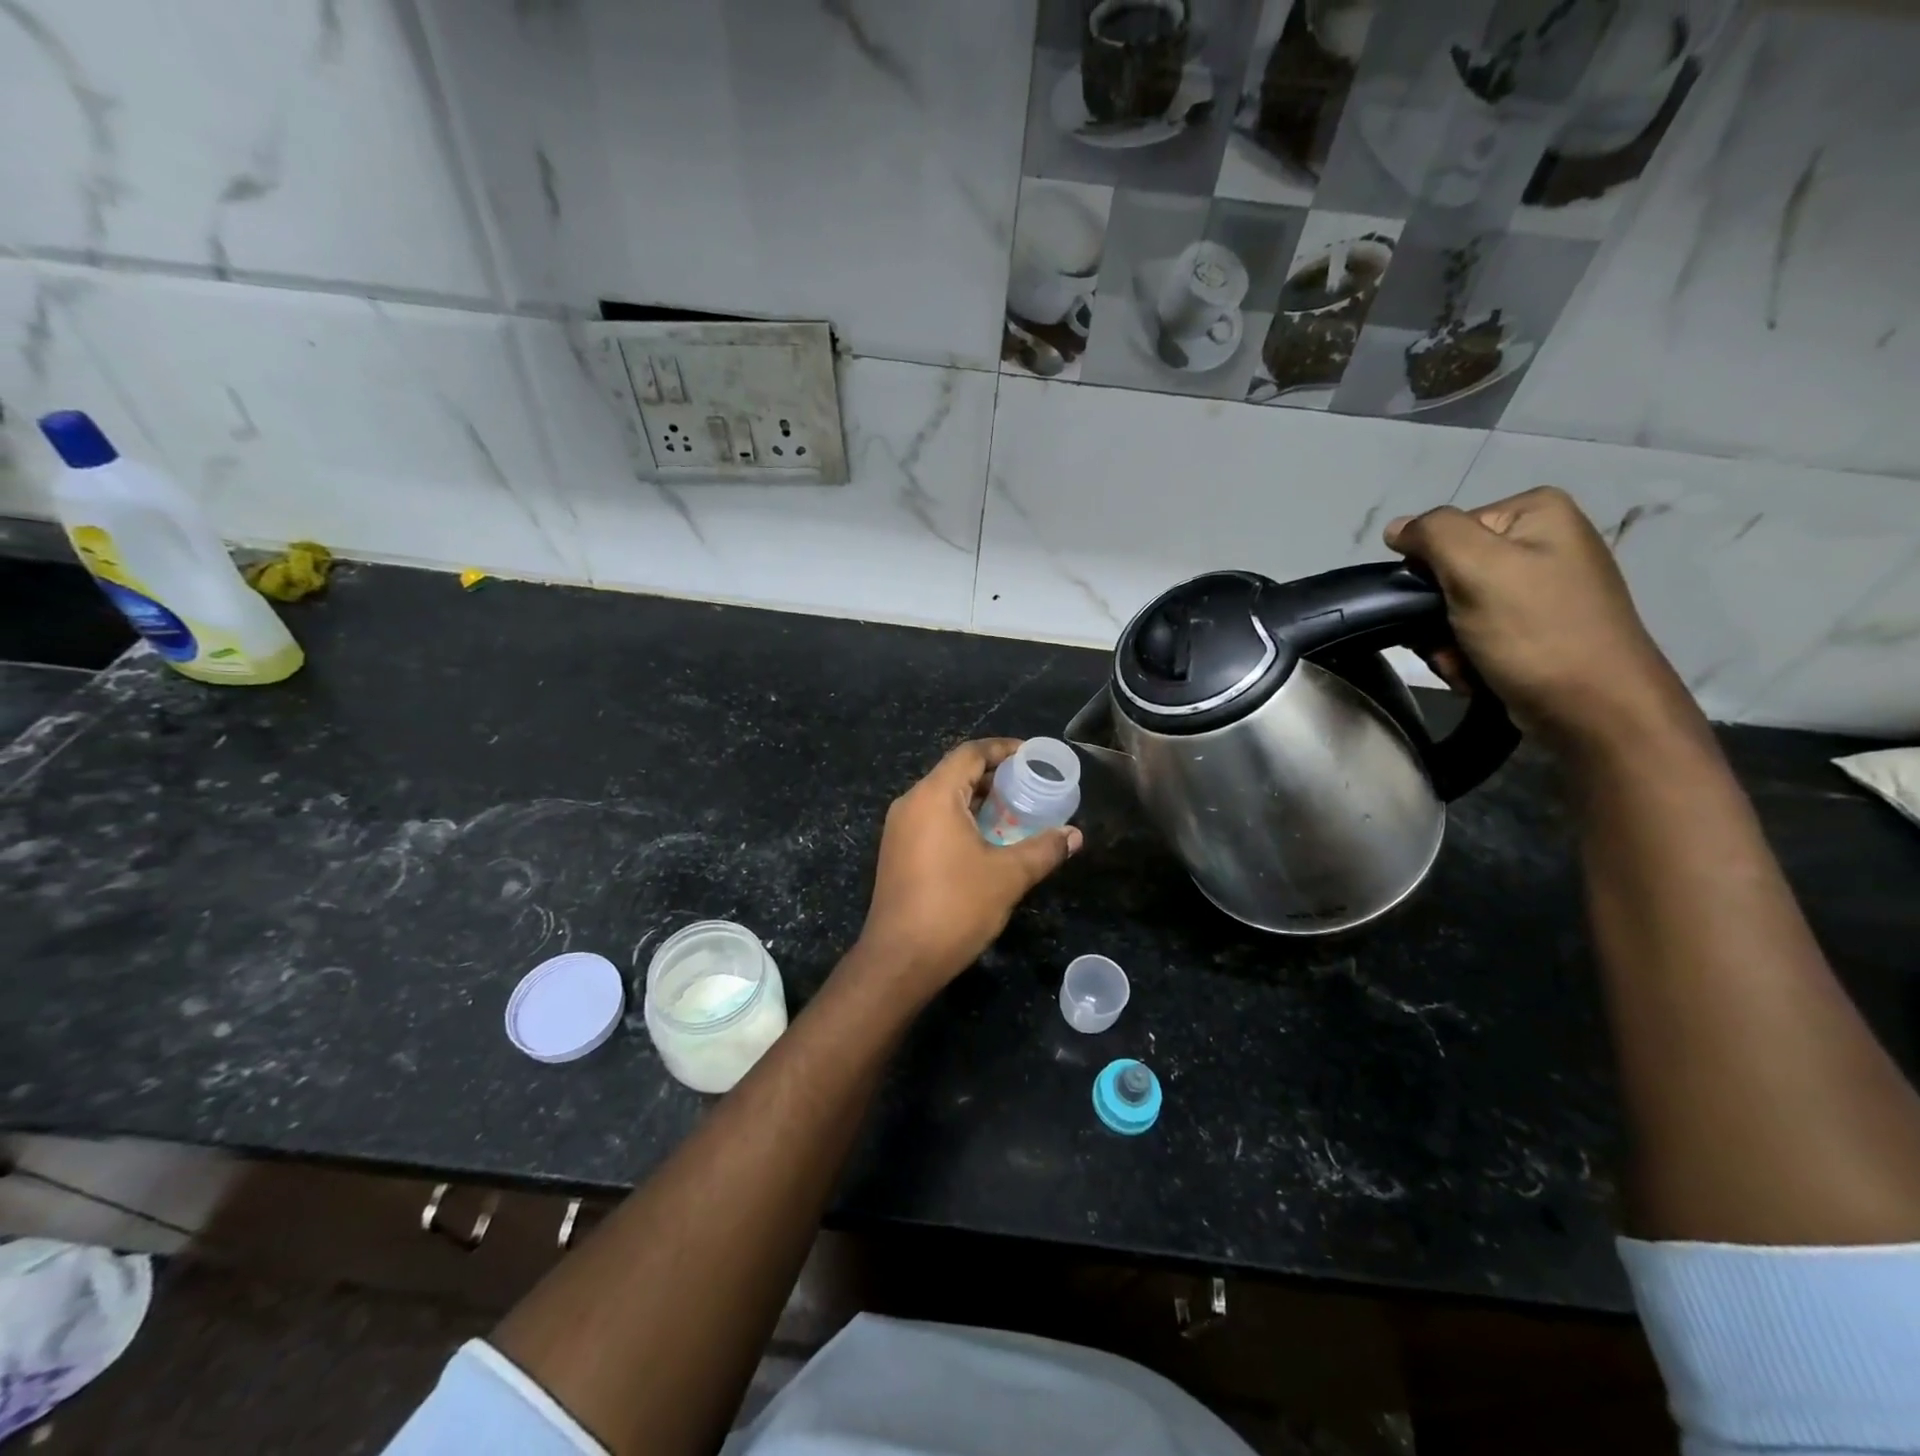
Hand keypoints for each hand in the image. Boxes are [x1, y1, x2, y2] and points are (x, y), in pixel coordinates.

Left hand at [854, 738, 1082, 998]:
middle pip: (955, 773)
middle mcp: (911, 803)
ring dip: (978, 800)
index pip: (970, 753)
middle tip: (1030, 787)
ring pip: (943, 798)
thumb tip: (1074, 835)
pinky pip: (932, 819)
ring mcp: (899, 829)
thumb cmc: (955, 908)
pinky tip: (986, 841)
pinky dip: (961, 819)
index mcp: (933, 796)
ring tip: (1014, 813)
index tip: (1033, 757)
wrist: (900, 960)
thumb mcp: (1008, 876)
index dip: (1003, 749)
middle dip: (994, 776)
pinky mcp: (897, 852)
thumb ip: (1044, 849)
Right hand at [1385, 487, 1694, 749]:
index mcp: (1535, 514)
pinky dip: (1464, 657)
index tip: (1438, 608)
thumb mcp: (1478, 568)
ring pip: (1453, 609)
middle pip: (1447, 573)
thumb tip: (1396, 528)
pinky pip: (1473, 633)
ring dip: (1444, 643)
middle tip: (1450, 645)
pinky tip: (1478, 673)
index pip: (1443, 533)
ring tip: (1465, 664)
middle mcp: (1542, 542)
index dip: (1427, 572)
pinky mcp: (1534, 627)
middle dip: (1434, 616)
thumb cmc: (1536, 631)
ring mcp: (1539, 588)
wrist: (1594, 710)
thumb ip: (1432, 534)